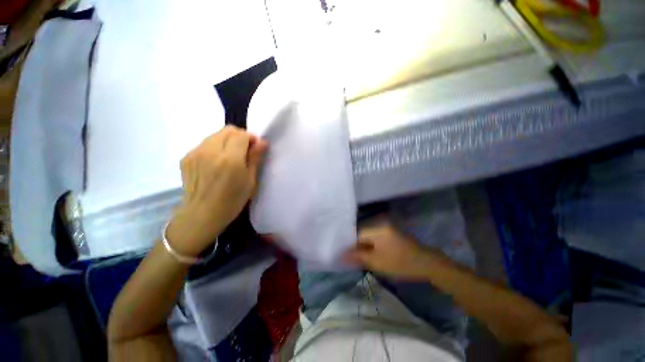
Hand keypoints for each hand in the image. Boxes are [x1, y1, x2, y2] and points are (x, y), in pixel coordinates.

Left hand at [167, 126, 267, 255]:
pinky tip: (216, 163)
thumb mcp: (250, 181)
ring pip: (215, 135)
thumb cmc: (232, 201)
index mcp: (229, 159)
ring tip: (230, 158)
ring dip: (227, 141)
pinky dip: (215, 148)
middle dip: (239, 137)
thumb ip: (255, 158)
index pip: (241, 135)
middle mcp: (210, 151)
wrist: (201, 215)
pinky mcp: (186, 157)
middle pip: (228, 130)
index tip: (255, 148)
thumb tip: (263, 142)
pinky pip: (205, 144)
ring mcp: (195, 153)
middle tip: (244, 152)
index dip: (251, 138)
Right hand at [345, 219, 446, 280]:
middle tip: (349, 257)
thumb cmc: (400, 263)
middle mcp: (379, 224)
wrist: (426, 263)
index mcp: (376, 228)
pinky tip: (367, 253)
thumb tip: (341, 255)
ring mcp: (384, 227)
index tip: (343, 255)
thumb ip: (357, 256)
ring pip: (367, 236)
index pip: (355, 234)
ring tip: (356, 257)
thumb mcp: (377, 262)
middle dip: (354, 245)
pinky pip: (374, 237)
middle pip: (361, 234)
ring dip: (361, 246)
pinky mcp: (388, 232)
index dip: (348, 245)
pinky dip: (369, 245)